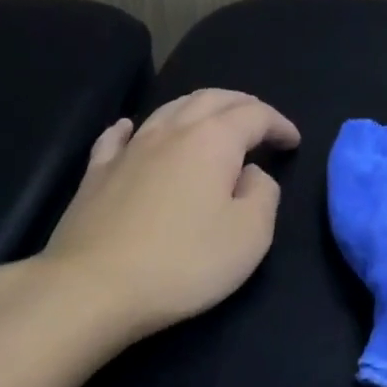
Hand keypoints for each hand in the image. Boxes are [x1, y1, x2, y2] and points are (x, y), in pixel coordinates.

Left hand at [29, 90, 300, 341]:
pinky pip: (118, 137)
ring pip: (168, 109)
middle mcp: (170, 131)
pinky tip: (132, 129)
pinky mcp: (96, 173)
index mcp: (212, 141)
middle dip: (242, 105)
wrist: (92, 287)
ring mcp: (128, 149)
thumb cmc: (183, 262)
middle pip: (211, 99)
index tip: (294, 141)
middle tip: (260, 122)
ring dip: (198, 109)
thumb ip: (263, 194)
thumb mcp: (250, 235)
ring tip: (213, 122)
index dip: (279, 123)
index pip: (254, 115)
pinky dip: (136, 128)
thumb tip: (252, 173)